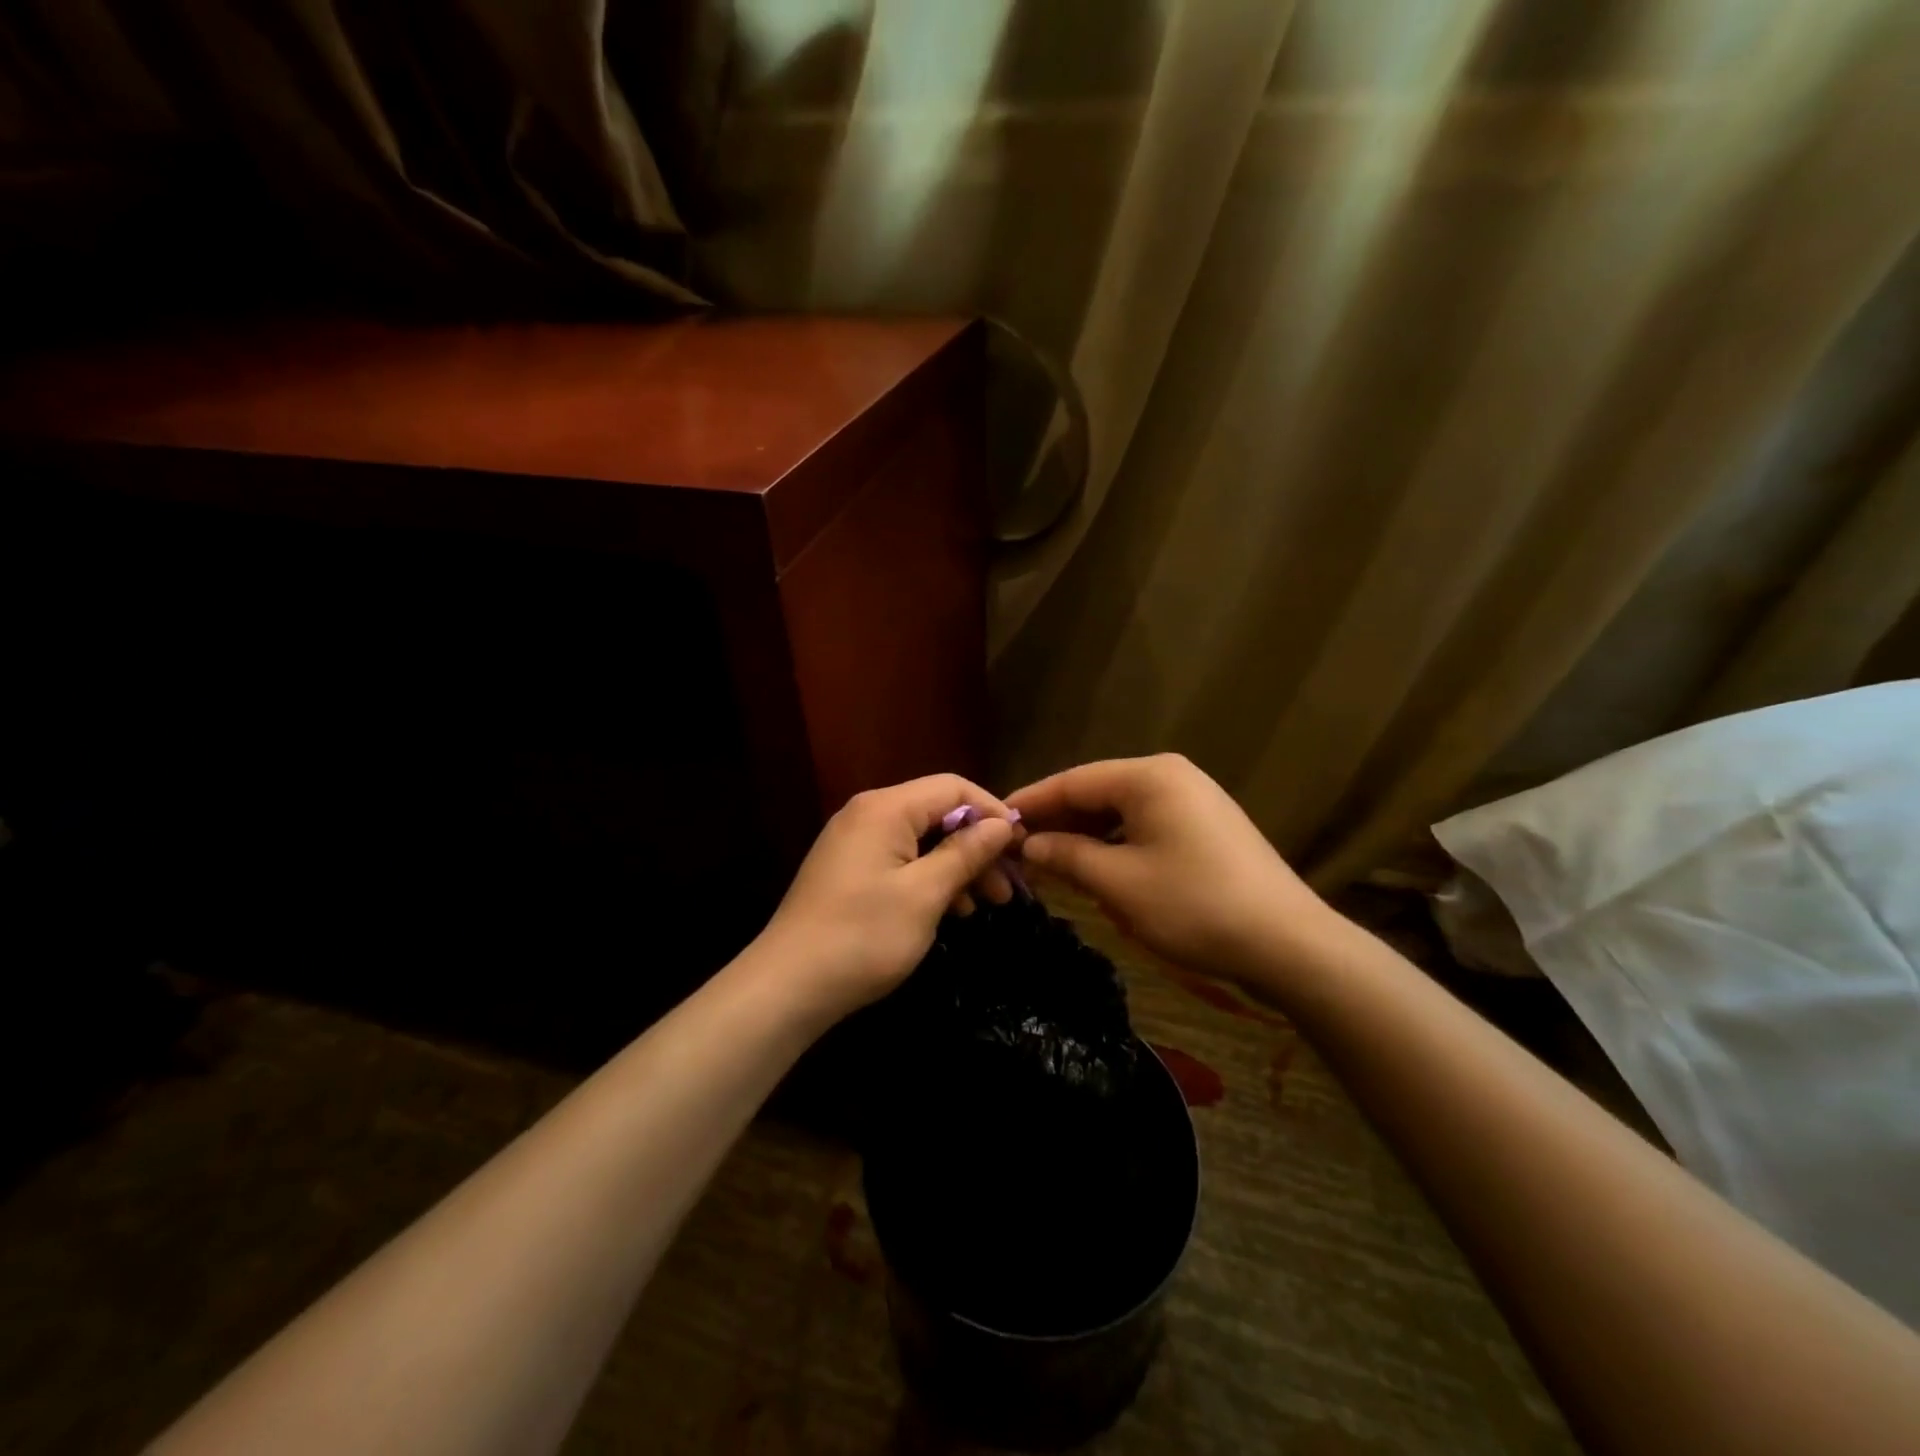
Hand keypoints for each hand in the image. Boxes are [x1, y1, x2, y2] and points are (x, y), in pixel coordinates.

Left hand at [758, 775, 1017, 1024]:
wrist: (787, 986)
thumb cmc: (863, 936)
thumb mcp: (925, 894)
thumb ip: (965, 853)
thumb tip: (1001, 824)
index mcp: (886, 808)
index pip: (953, 787)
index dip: (992, 811)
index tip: (1020, 848)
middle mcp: (868, 814)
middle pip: (938, 813)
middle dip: (977, 847)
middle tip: (1007, 889)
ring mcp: (854, 842)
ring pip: (921, 840)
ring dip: (957, 867)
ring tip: (986, 905)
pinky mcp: (848, 870)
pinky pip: (900, 860)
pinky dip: (929, 879)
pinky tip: (951, 911)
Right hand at [1009, 754, 1343, 990]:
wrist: (1290, 945)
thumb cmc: (1195, 906)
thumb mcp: (1118, 884)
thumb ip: (1067, 856)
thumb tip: (1030, 844)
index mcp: (1150, 777)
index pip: (1073, 781)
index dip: (1031, 802)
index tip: (994, 821)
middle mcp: (1172, 777)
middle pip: (1097, 792)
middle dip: (1058, 820)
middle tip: (1016, 848)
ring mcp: (1194, 801)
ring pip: (1121, 812)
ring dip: (1085, 836)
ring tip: (1048, 861)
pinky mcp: (1206, 828)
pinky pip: (1146, 827)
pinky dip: (1116, 845)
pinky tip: (1095, 868)